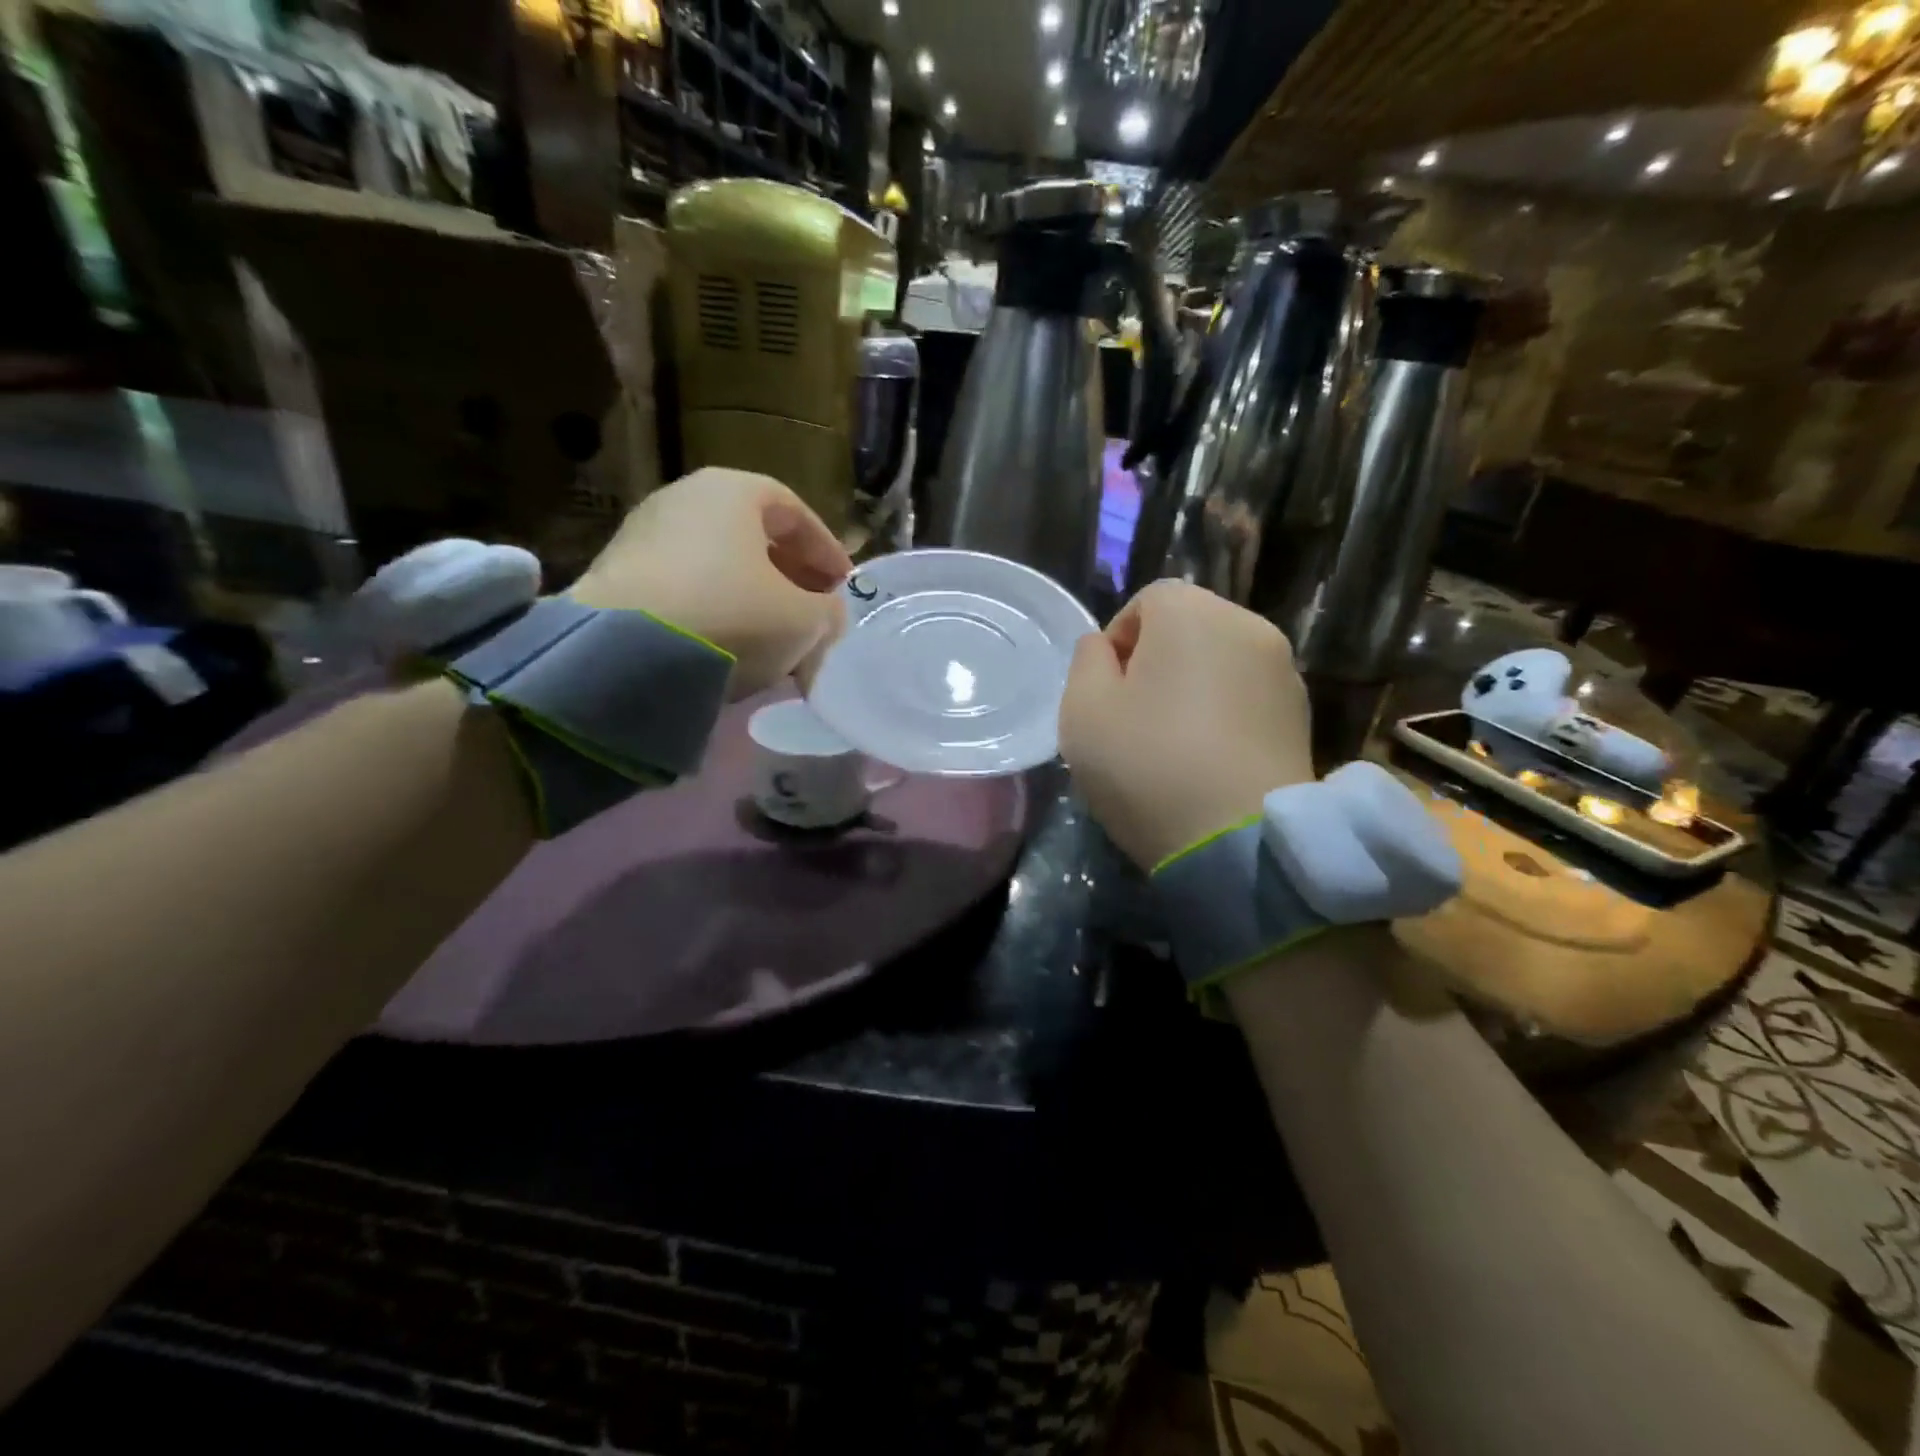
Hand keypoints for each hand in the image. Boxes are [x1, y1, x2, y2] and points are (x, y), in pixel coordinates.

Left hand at [571, 468, 850, 698]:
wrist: (625, 654)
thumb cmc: (732, 616)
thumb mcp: (804, 620)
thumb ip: (827, 612)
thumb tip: (825, 615)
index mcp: (733, 491)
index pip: (794, 510)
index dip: (826, 550)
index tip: (843, 586)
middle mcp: (683, 498)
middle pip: (752, 535)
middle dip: (790, 575)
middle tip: (812, 610)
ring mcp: (643, 535)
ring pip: (717, 563)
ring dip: (752, 596)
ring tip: (772, 635)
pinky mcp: (616, 576)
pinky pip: (684, 587)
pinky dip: (714, 609)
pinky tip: (728, 644)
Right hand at [1059, 580, 1314, 869]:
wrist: (1238, 842)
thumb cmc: (1146, 765)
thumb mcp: (1082, 710)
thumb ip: (1086, 660)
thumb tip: (1106, 647)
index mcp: (1192, 613)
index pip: (1147, 600)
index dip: (1118, 640)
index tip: (1107, 691)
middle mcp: (1248, 625)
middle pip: (1188, 627)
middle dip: (1156, 660)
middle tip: (1134, 717)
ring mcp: (1284, 671)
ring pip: (1220, 661)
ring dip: (1192, 686)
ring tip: (1173, 742)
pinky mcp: (1302, 715)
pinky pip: (1247, 695)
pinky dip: (1223, 712)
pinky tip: (1207, 759)